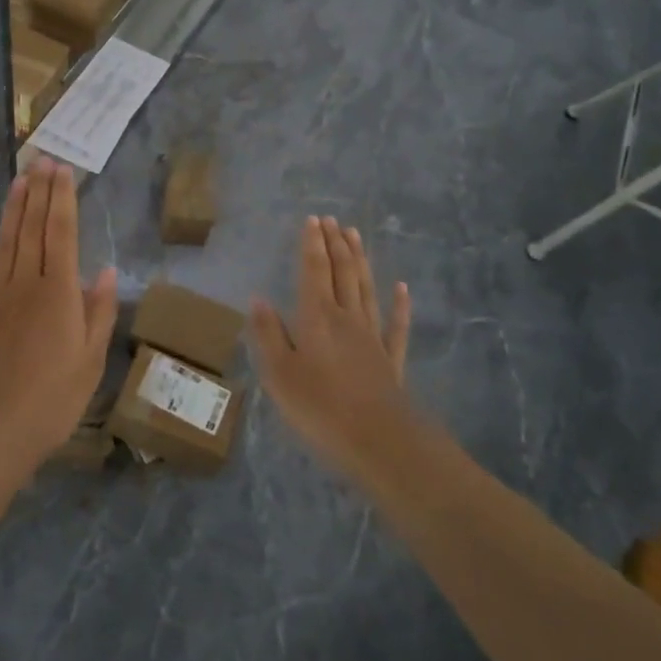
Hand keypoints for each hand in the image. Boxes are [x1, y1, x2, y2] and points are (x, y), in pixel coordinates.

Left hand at [0, 158, 118, 478]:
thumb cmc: (52, 401)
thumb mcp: (91, 361)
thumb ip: (98, 312)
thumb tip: (104, 270)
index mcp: (59, 294)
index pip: (61, 234)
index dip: (62, 199)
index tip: (63, 170)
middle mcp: (26, 284)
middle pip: (32, 229)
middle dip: (39, 192)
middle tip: (42, 159)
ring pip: (5, 241)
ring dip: (13, 207)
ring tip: (20, 178)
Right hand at [250, 216, 411, 479]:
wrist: (380, 441)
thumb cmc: (320, 408)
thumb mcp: (279, 374)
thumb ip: (268, 334)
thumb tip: (258, 299)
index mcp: (317, 317)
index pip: (314, 271)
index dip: (313, 244)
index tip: (313, 219)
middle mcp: (346, 317)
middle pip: (342, 272)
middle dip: (335, 243)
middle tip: (332, 219)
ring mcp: (372, 336)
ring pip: (366, 288)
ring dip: (360, 260)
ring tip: (355, 235)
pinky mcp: (390, 358)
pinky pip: (396, 324)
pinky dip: (399, 303)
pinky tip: (402, 287)